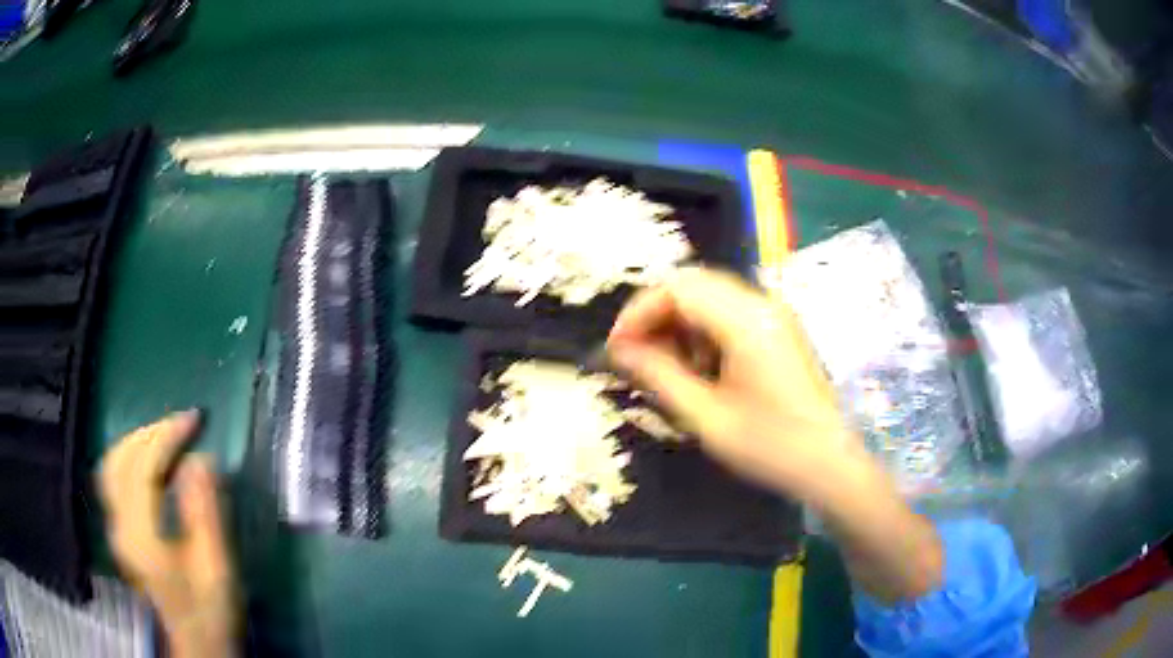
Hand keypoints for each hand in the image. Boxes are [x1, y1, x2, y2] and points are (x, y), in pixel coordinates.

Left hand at [99, 411, 237, 657]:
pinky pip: (114, 478)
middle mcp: (118, 525)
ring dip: (137, 441)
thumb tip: (201, 460)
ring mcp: (114, 528)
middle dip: (151, 432)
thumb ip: (205, 513)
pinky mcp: (118, 531)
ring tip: (167, 434)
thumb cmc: (210, 610)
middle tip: (183, 424)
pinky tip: (149, 459)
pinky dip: (131, 457)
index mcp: (140, 536)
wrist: (196, 644)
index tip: (195, 421)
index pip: (142, 468)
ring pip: (112, 464)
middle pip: (120, 459)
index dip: (166, 437)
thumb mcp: (216, 567)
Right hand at [608, 268, 941, 600]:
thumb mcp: (707, 417)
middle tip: (635, 355)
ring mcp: (774, 315)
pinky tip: (700, 368)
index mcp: (746, 321)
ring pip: (710, 296)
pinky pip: (730, 312)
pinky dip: (703, 330)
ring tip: (665, 366)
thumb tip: (619, 350)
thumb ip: (660, 376)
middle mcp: (762, 304)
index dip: (639, 311)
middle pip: (693, 284)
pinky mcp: (779, 330)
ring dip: (679, 322)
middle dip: (656, 314)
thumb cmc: (771, 446)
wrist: (830, 464)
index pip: (678, 287)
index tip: (617, 348)